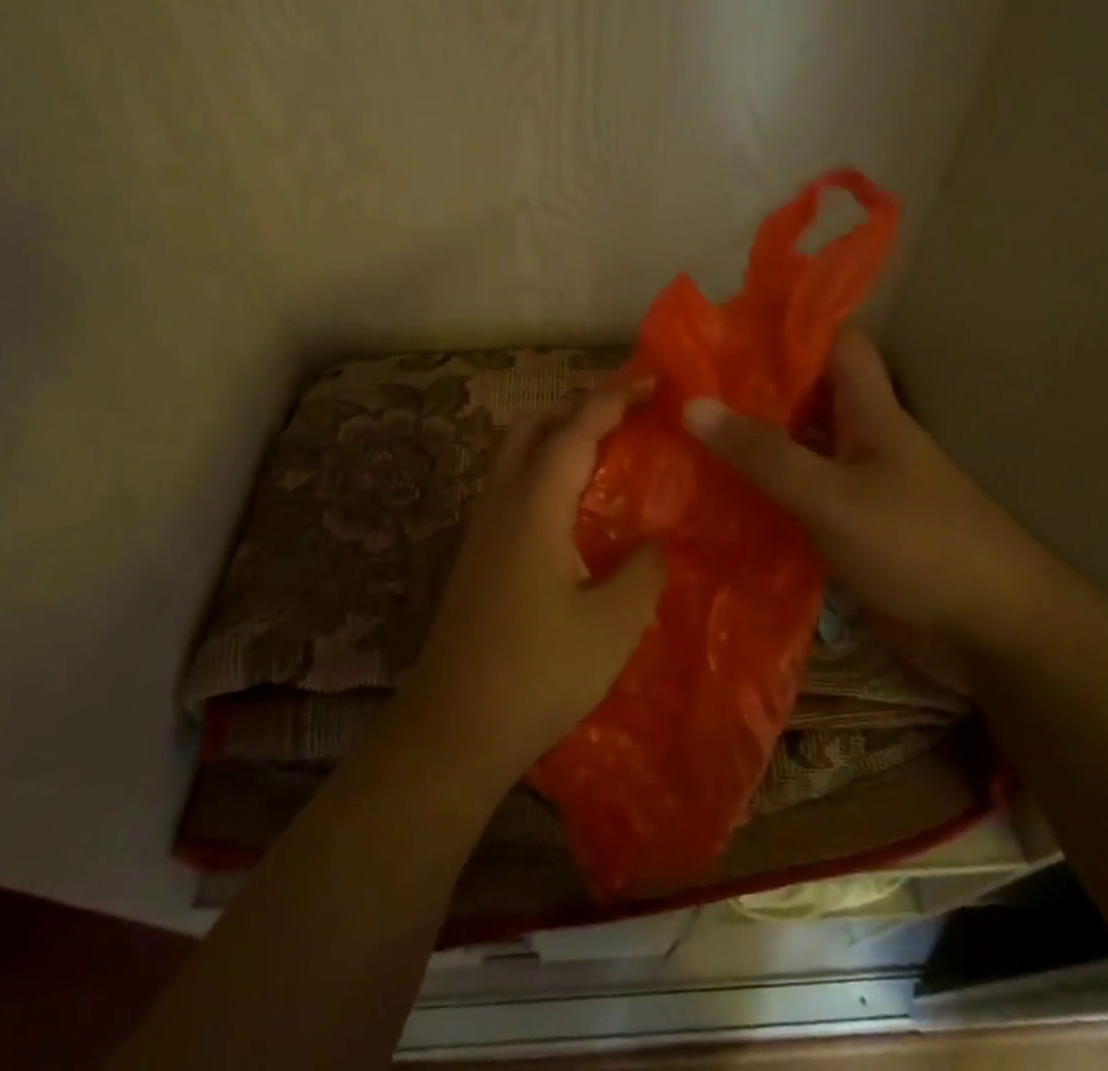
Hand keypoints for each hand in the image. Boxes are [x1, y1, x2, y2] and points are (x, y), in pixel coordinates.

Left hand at [404, 379, 665, 783]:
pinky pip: (513, 486)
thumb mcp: (612, 625)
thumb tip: (654, 543)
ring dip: (557, 437)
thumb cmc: (537, 672)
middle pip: (533, 428)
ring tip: (606, 452)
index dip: (614, 398)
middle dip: (579, 407)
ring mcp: (482, 529)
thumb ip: (643, 571)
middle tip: (627, 414)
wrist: (453, 728)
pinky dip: (545, 470)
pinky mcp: (477, 555)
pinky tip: (573, 507)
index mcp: (534, 506)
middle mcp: (501, 503)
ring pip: (516, 455)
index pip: (576, 429)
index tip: (651, 380)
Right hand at [681, 329, 1057, 664]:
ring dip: (751, 446)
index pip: (835, 342)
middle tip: (685, 387)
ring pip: (797, 450)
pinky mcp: (850, 530)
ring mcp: (857, 486)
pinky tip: (716, 501)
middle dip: (752, 390)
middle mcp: (862, 439)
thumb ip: (763, 453)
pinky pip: (797, 499)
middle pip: (805, 397)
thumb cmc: (917, 543)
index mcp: (870, 410)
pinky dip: (763, 495)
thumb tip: (691, 404)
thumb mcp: (832, 495)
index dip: (789, 327)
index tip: (728, 326)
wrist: (991, 632)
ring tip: (685, 438)